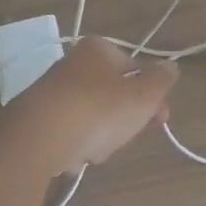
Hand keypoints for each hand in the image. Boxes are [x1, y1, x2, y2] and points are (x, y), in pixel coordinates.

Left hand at [4, 38, 178, 176]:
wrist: (37, 138)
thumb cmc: (98, 110)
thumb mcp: (144, 95)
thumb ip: (162, 79)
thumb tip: (169, 67)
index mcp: (98, 48)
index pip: (135, 69)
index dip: (152, 95)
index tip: (160, 118)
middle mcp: (73, 62)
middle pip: (113, 94)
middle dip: (125, 118)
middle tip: (127, 137)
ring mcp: (52, 90)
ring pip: (92, 116)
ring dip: (101, 135)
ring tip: (98, 149)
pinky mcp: (36, 118)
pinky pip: (69, 132)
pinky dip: (76, 145)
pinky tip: (75, 157)